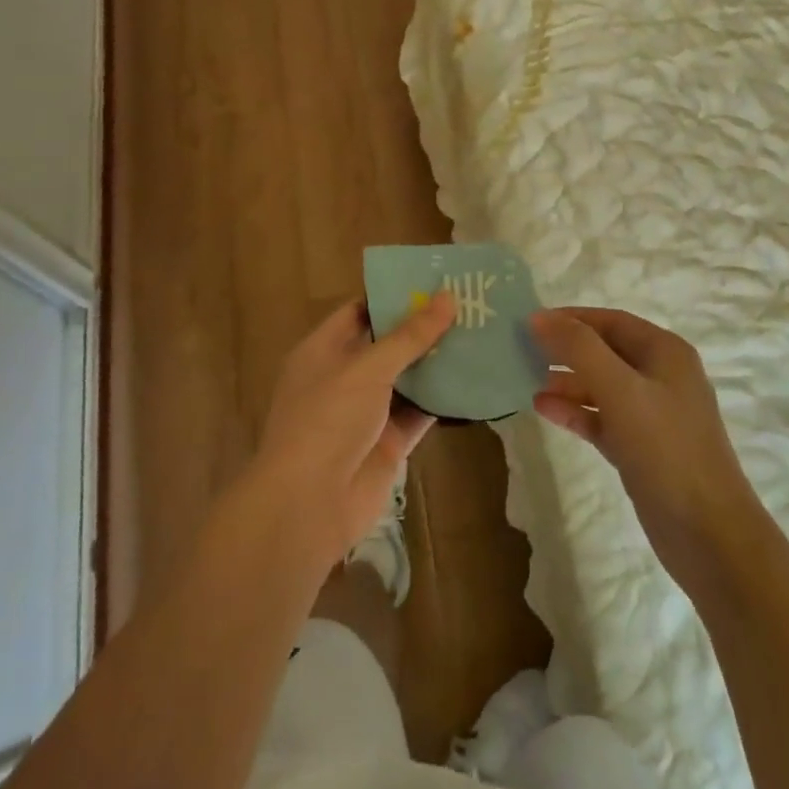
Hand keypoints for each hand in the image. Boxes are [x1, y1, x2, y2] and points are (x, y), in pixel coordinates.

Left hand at [253, 293, 454, 572]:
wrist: (307, 506)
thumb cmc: (327, 421)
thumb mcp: (367, 369)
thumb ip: (409, 336)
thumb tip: (447, 297)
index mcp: (324, 351)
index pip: (360, 311)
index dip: (394, 296)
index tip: (434, 282)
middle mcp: (344, 377)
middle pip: (388, 344)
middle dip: (424, 328)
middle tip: (468, 305)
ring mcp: (367, 412)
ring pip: (408, 378)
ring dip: (438, 361)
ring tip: (480, 334)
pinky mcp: (389, 443)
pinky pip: (420, 412)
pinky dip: (444, 399)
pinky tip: (477, 379)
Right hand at [531, 307, 761, 585]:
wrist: (709, 534)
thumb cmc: (666, 449)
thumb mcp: (620, 389)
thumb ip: (579, 349)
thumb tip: (539, 317)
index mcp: (666, 352)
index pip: (611, 321)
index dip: (571, 318)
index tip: (529, 322)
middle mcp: (662, 377)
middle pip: (605, 351)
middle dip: (566, 349)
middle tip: (521, 351)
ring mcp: (653, 415)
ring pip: (602, 386)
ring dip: (567, 381)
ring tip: (526, 379)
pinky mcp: (642, 449)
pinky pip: (603, 419)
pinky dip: (576, 412)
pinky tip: (544, 409)